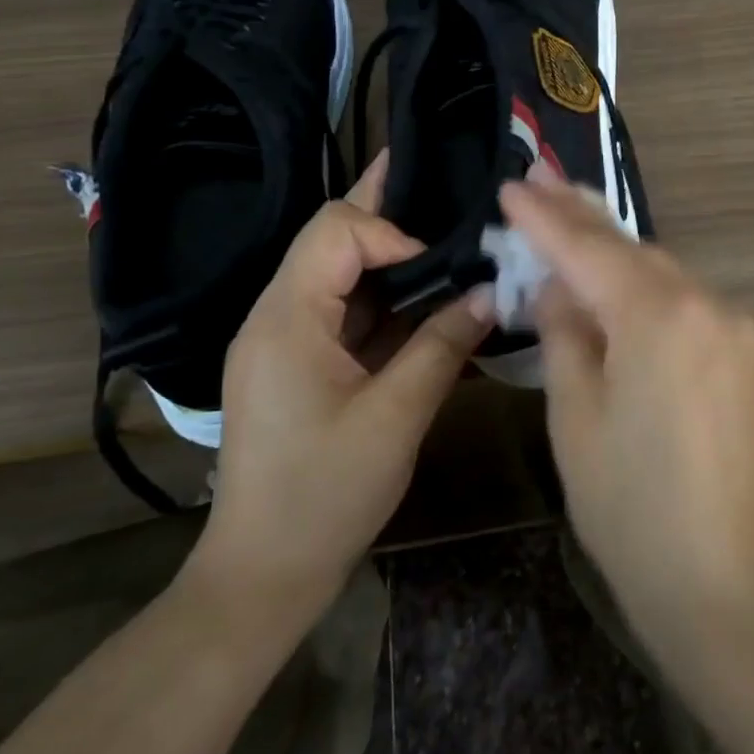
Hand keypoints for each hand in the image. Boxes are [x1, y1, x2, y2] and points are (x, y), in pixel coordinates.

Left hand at [188, 151, 492, 617]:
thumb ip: (443, 345)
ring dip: (391, 256)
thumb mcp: (396, 417)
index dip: (391, 231)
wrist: (264, 572)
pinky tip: (428, 293)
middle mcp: (278, 315)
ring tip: (446, 232)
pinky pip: (344, 310)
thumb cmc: (325, 494)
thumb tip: (489, 291)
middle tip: (443, 182)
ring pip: (340, 273)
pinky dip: (385, 297)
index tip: (440, 267)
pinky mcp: (301, 364)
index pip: (336, 230)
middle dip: (386, 211)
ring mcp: (286, 340)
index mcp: (287, 318)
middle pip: (332, 239)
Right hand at [498, 174, 753, 649]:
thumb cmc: (627, 505)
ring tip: (570, 217)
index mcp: (659, 315)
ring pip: (661, 271)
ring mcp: (735, 326)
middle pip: (632, 249)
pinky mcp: (746, 352)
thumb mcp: (575, 414)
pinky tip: (618, 281)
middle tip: (539, 179)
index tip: (512, 185)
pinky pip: (686, 300)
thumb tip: (558, 286)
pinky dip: (646, 286)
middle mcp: (707, 303)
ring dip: (614, 250)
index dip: (545, 217)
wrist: (718, 578)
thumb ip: (565, 333)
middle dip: (582, 216)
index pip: (588, 249)